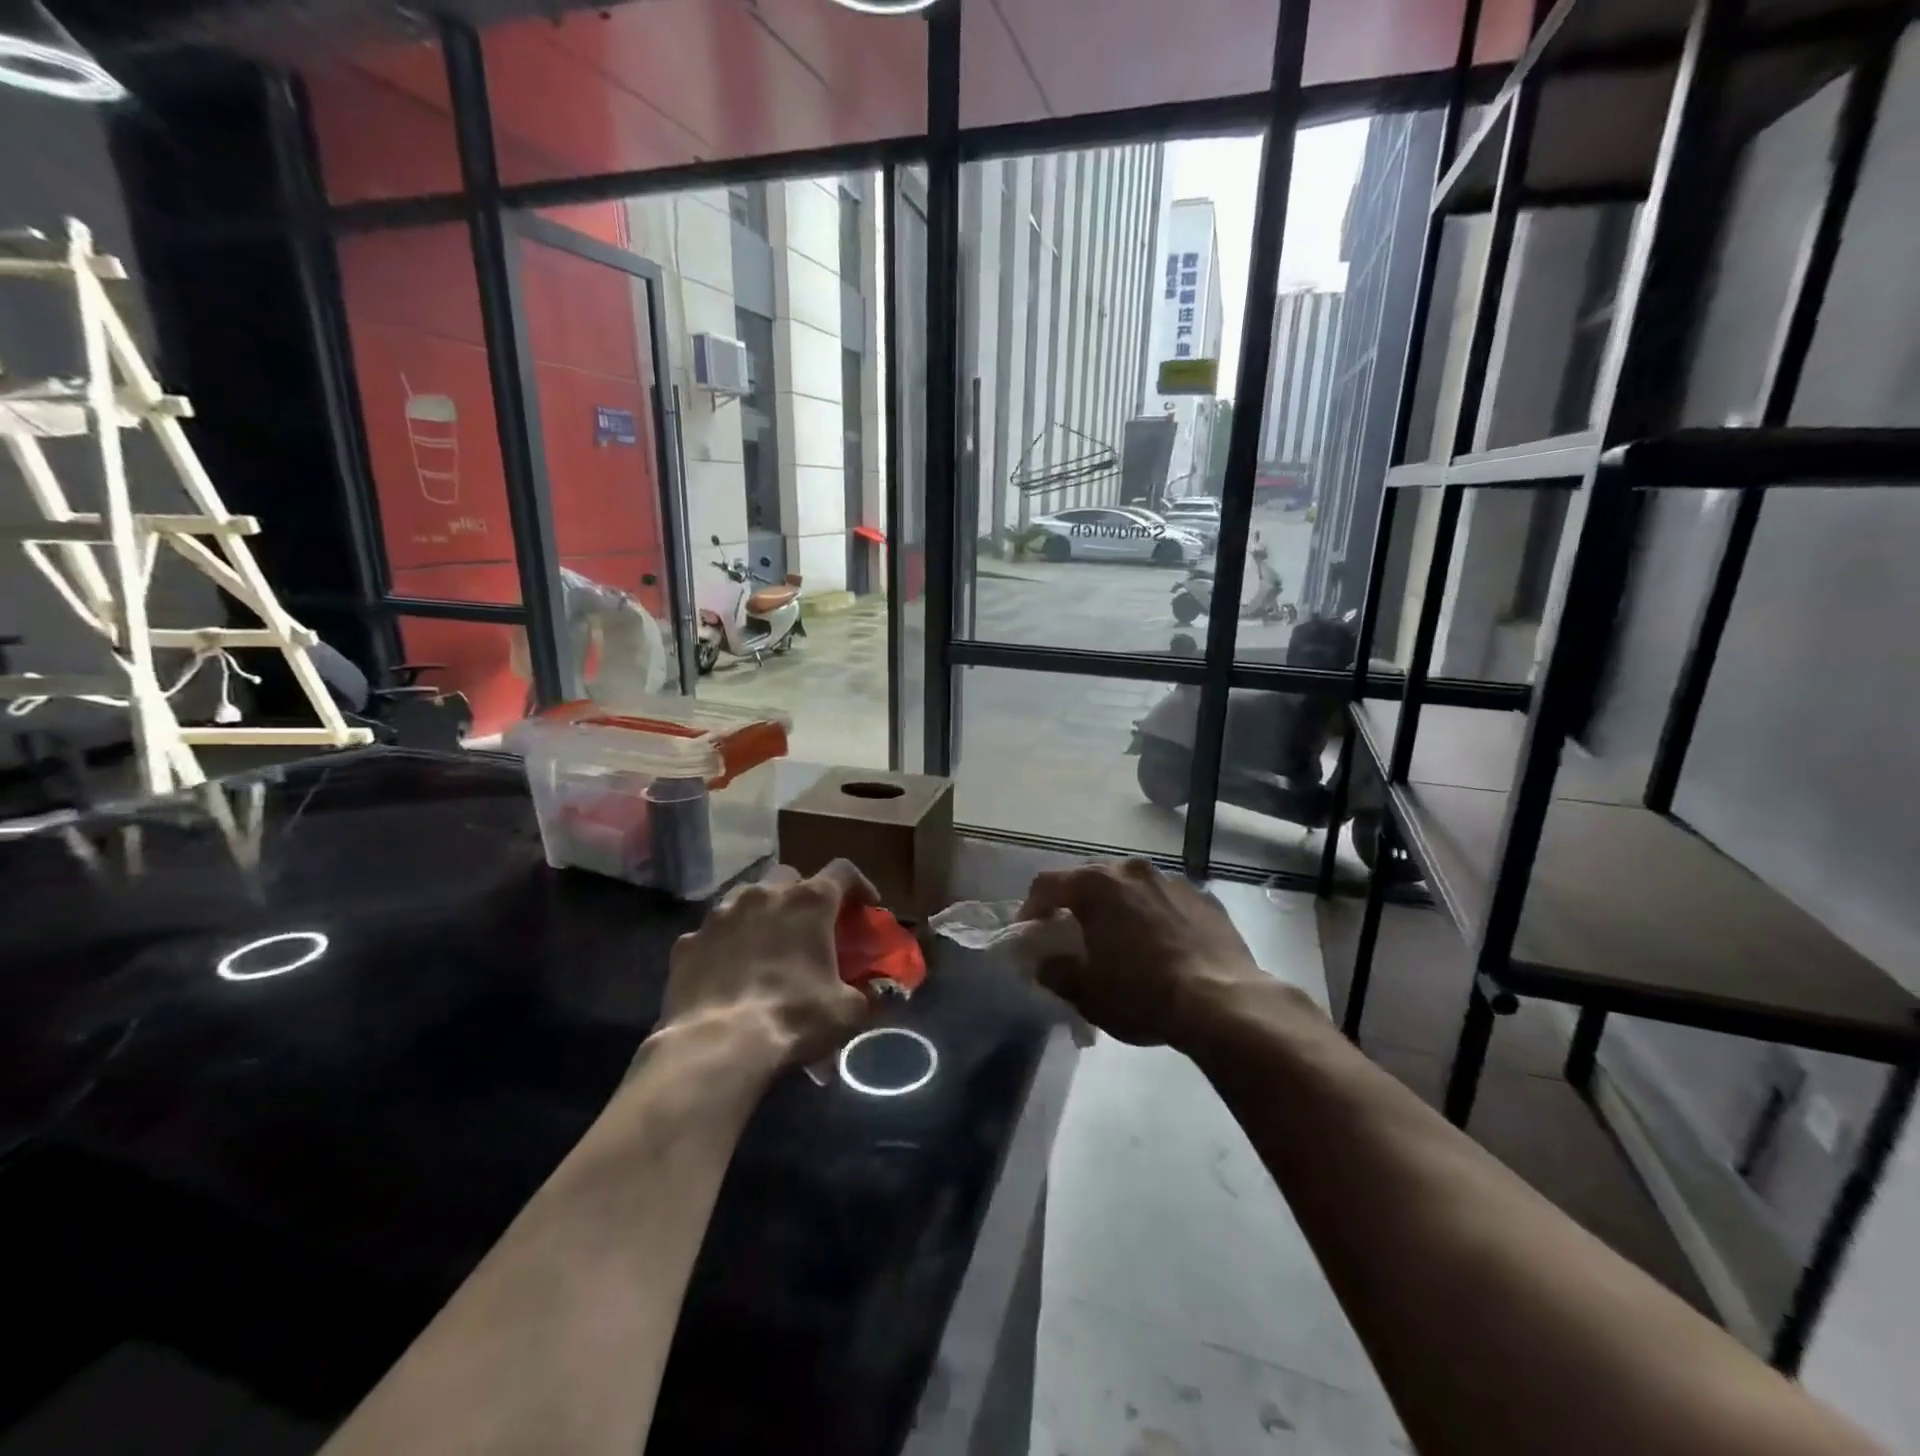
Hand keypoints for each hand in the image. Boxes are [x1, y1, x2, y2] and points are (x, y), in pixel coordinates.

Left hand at [659, 860, 875, 1068]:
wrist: (716, 1046)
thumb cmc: (794, 1018)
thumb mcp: (847, 1011)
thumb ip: (864, 993)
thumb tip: (871, 994)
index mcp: (809, 902)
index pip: (843, 871)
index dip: (859, 885)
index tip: (867, 906)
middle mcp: (764, 895)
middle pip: (790, 876)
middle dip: (802, 895)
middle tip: (808, 926)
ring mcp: (720, 914)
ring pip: (746, 896)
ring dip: (761, 912)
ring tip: (765, 943)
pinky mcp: (688, 942)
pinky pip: (713, 932)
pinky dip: (725, 944)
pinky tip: (728, 971)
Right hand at [1018, 858, 1269, 1049]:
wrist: (1223, 1002)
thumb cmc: (1143, 994)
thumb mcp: (1087, 993)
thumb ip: (1055, 971)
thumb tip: (1044, 962)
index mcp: (1096, 885)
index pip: (1047, 884)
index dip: (1031, 907)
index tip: (1029, 933)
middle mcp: (1131, 871)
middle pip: (1090, 878)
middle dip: (1076, 903)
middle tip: (1072, 933)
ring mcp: (1171, 880)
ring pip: (1131, 886)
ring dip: (1118, 906)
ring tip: (1121, 939)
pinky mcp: (1204, 897)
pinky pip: (1166, 900)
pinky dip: (1154, 915)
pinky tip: (1161, 945)